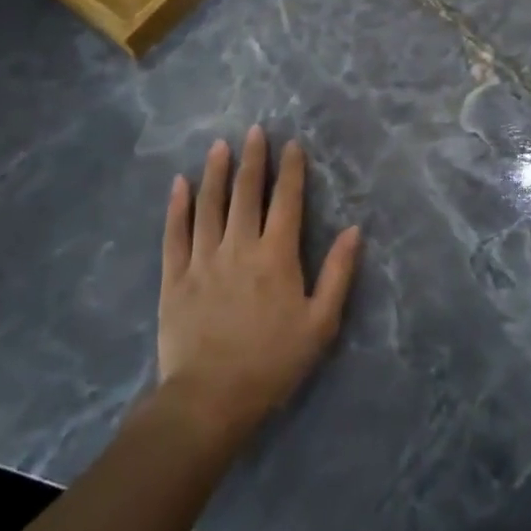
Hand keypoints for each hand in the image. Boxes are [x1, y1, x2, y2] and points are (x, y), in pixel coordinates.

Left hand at [156, 126, 361, 445]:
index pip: (287, 200)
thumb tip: (355, 230)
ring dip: (215, 172)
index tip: (292, 144)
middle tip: (254, 130)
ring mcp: (203, 260)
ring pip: (209, 205)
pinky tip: (179, 184)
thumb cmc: (272, 363)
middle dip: (253, 159)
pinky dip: (177, 206)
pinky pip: (175, 233)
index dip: (291, 170)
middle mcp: (239, 247)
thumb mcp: (320, 324)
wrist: (209, 400)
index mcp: (277, 256)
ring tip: (219, 145)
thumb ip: (338, 273)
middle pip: (246, 193)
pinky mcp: (174, 278)